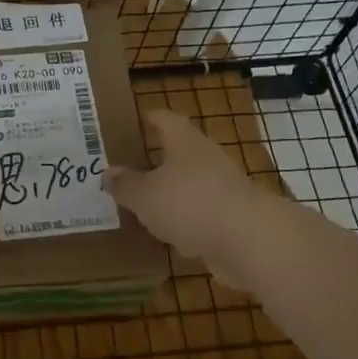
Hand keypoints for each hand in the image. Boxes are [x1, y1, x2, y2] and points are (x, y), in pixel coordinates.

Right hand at [106, 110, 271, 271]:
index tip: (132, 121)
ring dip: (169, 196)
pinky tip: (166, 239)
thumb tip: (109, 173)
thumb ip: (125, 185)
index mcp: (183, 141)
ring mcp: (222, 189)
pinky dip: (184, 224)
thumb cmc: (189, 203)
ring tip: (140, 207)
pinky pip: (200, 216)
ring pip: (188, 187)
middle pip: (177, 154)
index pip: (164, 119)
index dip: (148, 118)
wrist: (249, 240)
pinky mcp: (231, 219)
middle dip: (154, 162)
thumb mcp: (144, 195)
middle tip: (126, 171)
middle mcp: (205, 158)